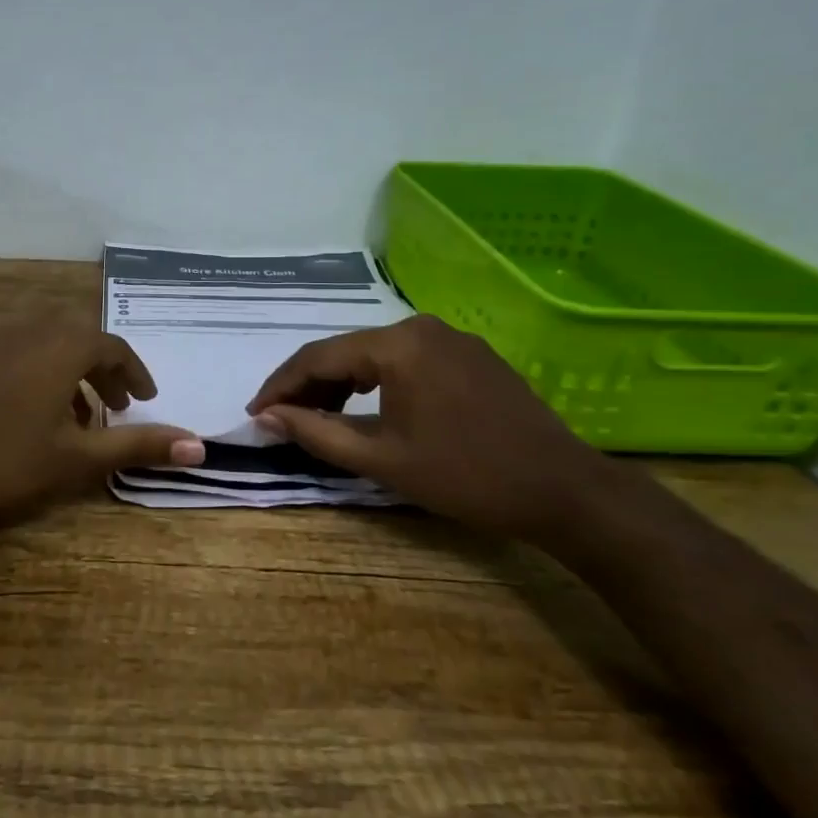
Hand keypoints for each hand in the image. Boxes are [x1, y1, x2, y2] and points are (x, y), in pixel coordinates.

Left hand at [0, 322, 204, 523]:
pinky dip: (31, 372)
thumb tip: (200, 446)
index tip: (145, 399)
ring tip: (72, 416)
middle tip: (115, 406)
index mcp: (61, 348)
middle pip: (77, 340)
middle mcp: (27, 330)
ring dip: (66, 372)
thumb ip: (138, 446)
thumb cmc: (3, 463)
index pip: (112, 346)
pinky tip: (21, 410)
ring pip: (42, 344)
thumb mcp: (78, 459)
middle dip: (102, 371)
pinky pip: (10, 353)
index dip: (134, 372)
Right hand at [246, 316, 617, 540]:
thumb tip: (268, 417)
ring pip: (375, 355)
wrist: (562, 491)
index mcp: (397, 345)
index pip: (318, 357)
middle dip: (309, 385)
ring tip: (319, 416)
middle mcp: (421, 327)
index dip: (280, 386)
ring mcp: (451, 338)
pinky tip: (368, 407)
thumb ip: (316, 432)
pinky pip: (406, 360)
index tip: (255, 414)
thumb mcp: (381, 459)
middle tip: (283, 419)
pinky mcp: (470, 355)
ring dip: (341, 383)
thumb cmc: (465, 476)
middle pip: (346, 351)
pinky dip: (377, 382)